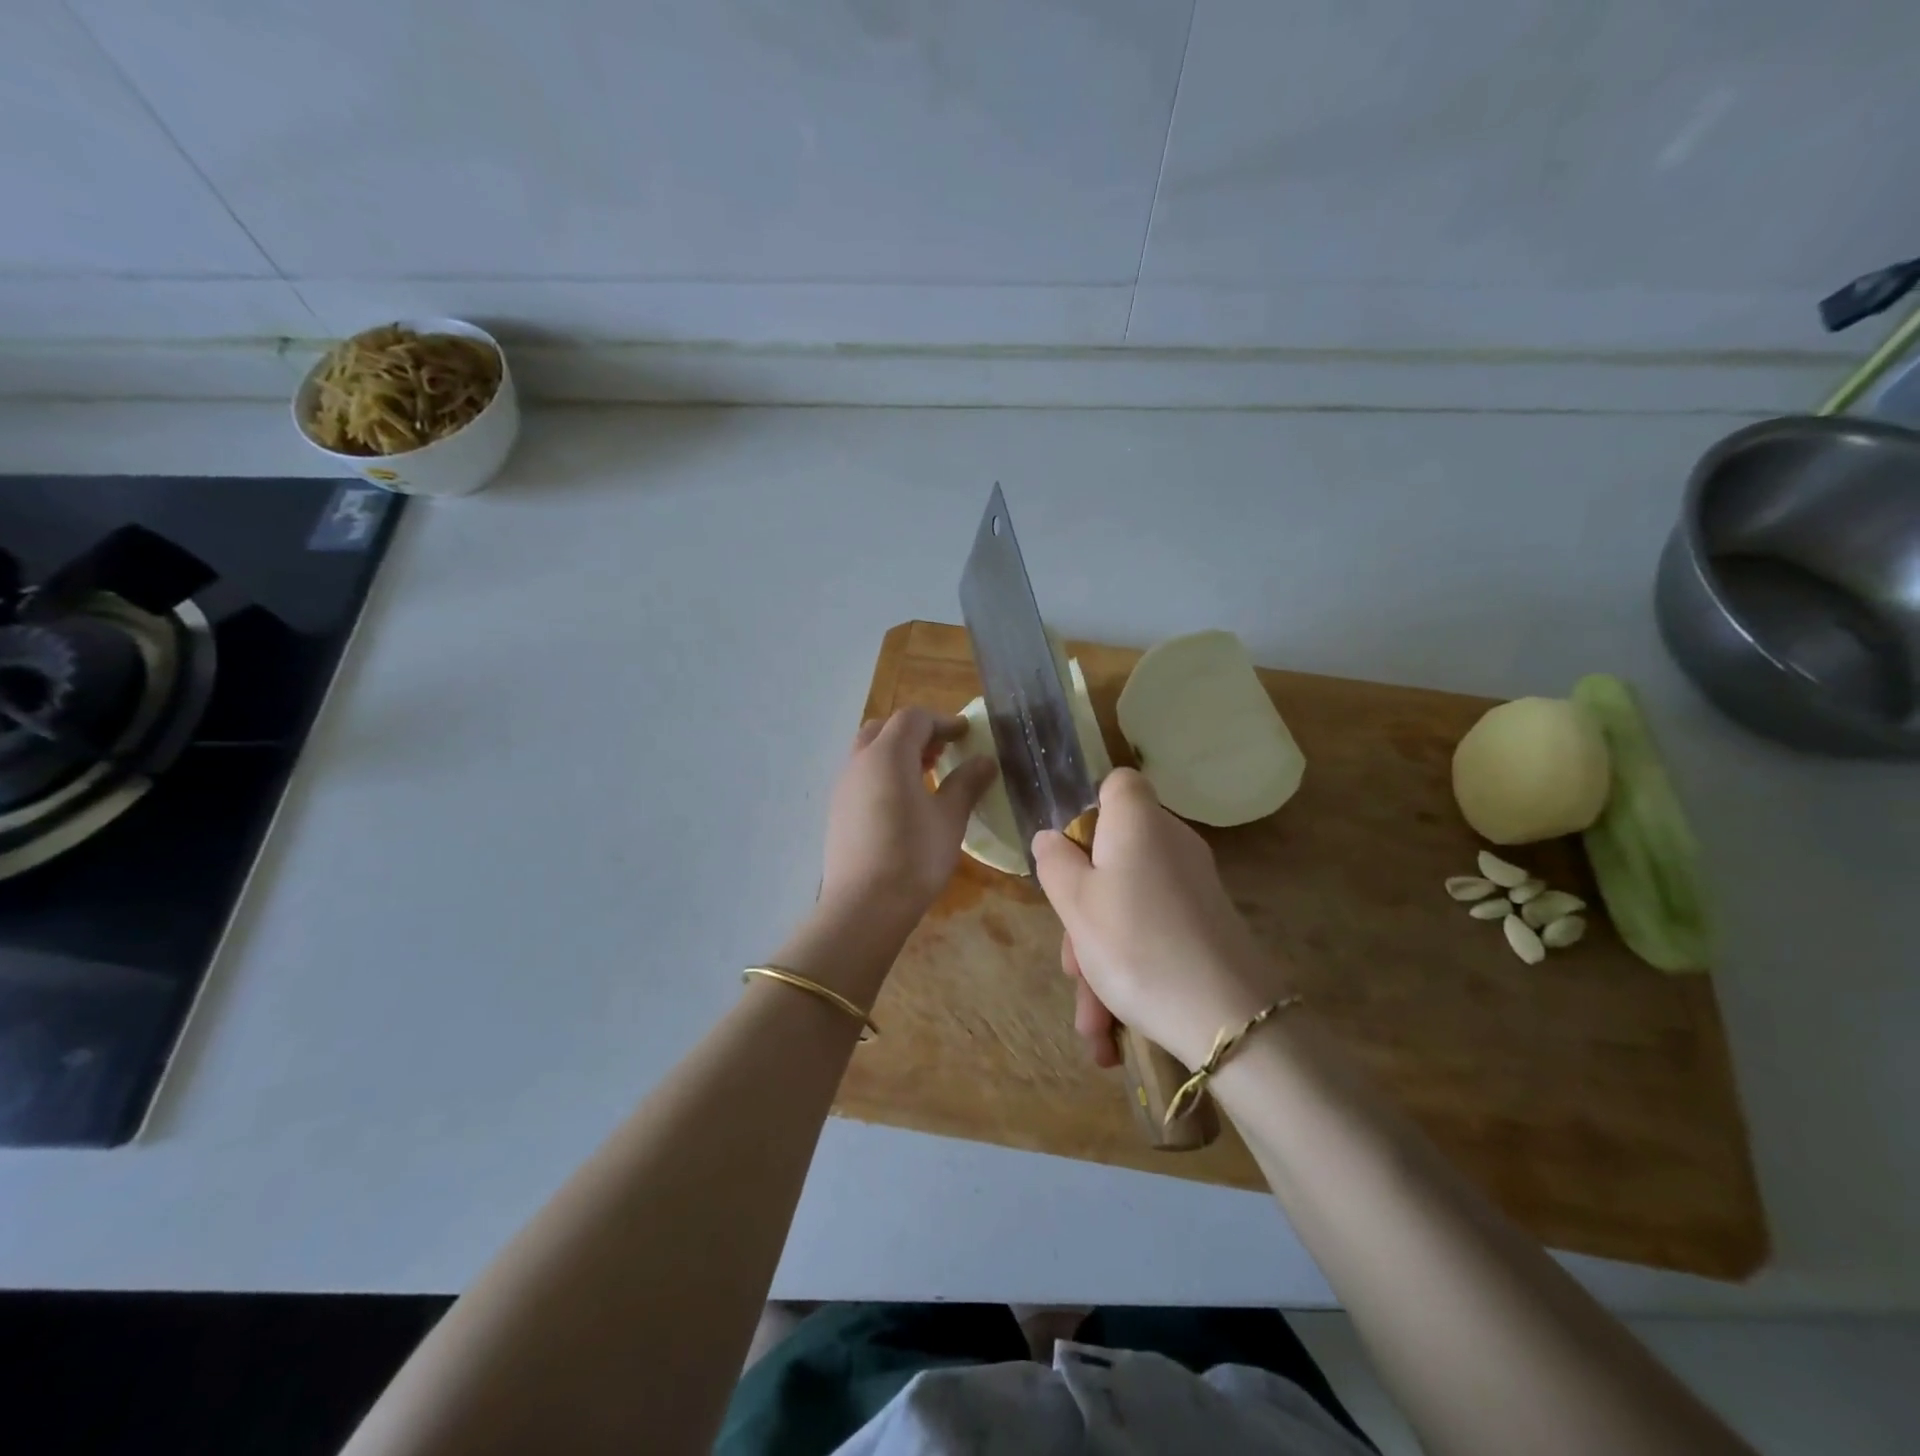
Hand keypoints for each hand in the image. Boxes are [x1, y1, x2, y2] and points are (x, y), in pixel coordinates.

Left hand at [818, 707, 997, 930]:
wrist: (864, 905)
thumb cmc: (914, 856)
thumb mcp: (950, 818)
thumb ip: (966, 783)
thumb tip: (985, 760)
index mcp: (888, 755)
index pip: (914, 719)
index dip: (942, 721)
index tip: (966, 734)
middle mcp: (859, 762)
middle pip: (885, 729)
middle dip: (915, 733)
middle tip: (942, 751)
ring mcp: (843, 787)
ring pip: (869, 752)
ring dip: (897, 752)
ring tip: (926, 775)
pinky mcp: (837, 811)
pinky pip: (861, 776)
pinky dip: (883, 773)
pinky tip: (903, 801)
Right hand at [1032, 768, 1288, 1070]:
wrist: (1229, 1020)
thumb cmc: (1136, 945)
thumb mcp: (1075, 904)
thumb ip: (1055, 863)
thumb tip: (1051, 838)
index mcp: (1138, 822)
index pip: (1118, 784)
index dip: (1088, 810)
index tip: (1069, 857)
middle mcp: (1170, 843)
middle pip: (1112, 857)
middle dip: (1082, 914)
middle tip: (1072, 965)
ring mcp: (1191, 886)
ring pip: (1128, 905)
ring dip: (1100, 960)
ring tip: (1093, 1023)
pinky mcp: (1206, 924)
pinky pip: (1153, 932)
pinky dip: (1130, 971)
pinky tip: (1113, 1031)